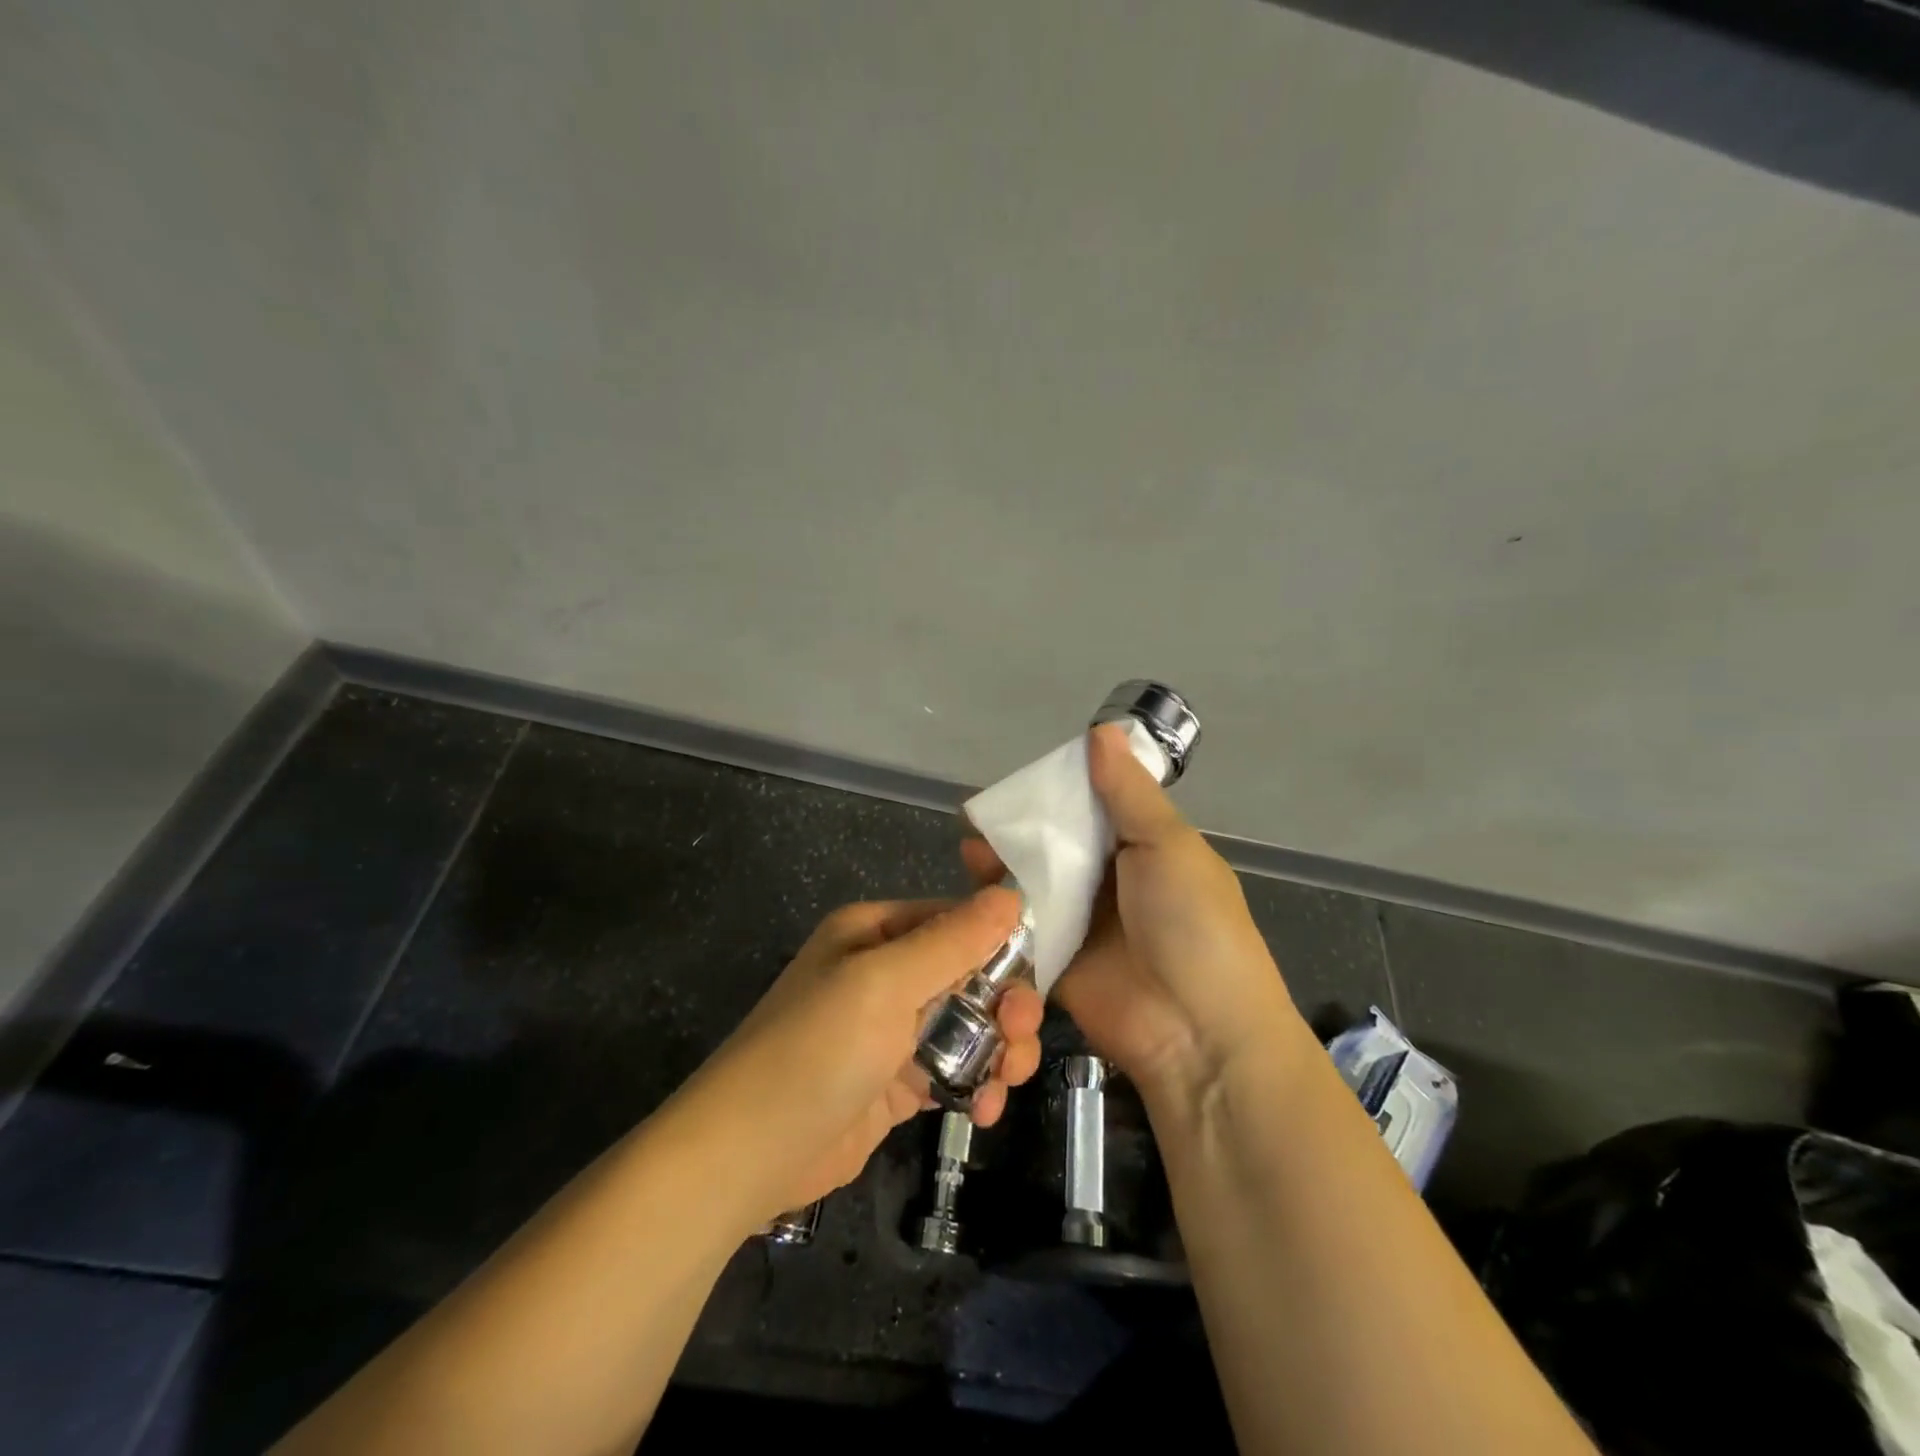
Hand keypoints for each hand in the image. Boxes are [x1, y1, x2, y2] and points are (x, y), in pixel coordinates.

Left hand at [684, 889, 1043, 1222]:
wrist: (747, 1155)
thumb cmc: (816, 1050)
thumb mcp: (884, 983)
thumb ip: (952, 941)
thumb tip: (1010, 895)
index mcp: (876, 932)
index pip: (957, 922)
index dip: (1000, 948)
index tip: (1029, 985)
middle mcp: (885, 973)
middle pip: (970, 975)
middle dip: (1004, 1006)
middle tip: (1019, 1039)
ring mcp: (891, 1030)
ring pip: (969, 1025)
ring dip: (999, 1050)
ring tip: (1006, 1081)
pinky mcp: (896, 1081)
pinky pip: (953, 1069)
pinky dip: (976, 1086)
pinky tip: (983, 1111)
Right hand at [961, 722, 1302, 1102]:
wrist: (1198, 1032)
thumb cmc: (1193, 924)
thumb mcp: (1167, 845)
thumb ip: (1127, 793)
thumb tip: (1101, 730)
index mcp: (1144, 849)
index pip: (1096, 807)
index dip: (1061, 789)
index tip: (1021, 777)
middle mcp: (1111, 882)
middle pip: (1059, 846)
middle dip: (1023, 830)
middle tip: (982, 814)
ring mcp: (1083, 924)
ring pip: (1036, 885)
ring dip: (1005, 867)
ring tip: (970, 849)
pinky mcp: (1056, 963)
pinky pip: (1024, 930)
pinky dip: (1000, 913)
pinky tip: (971, 894)